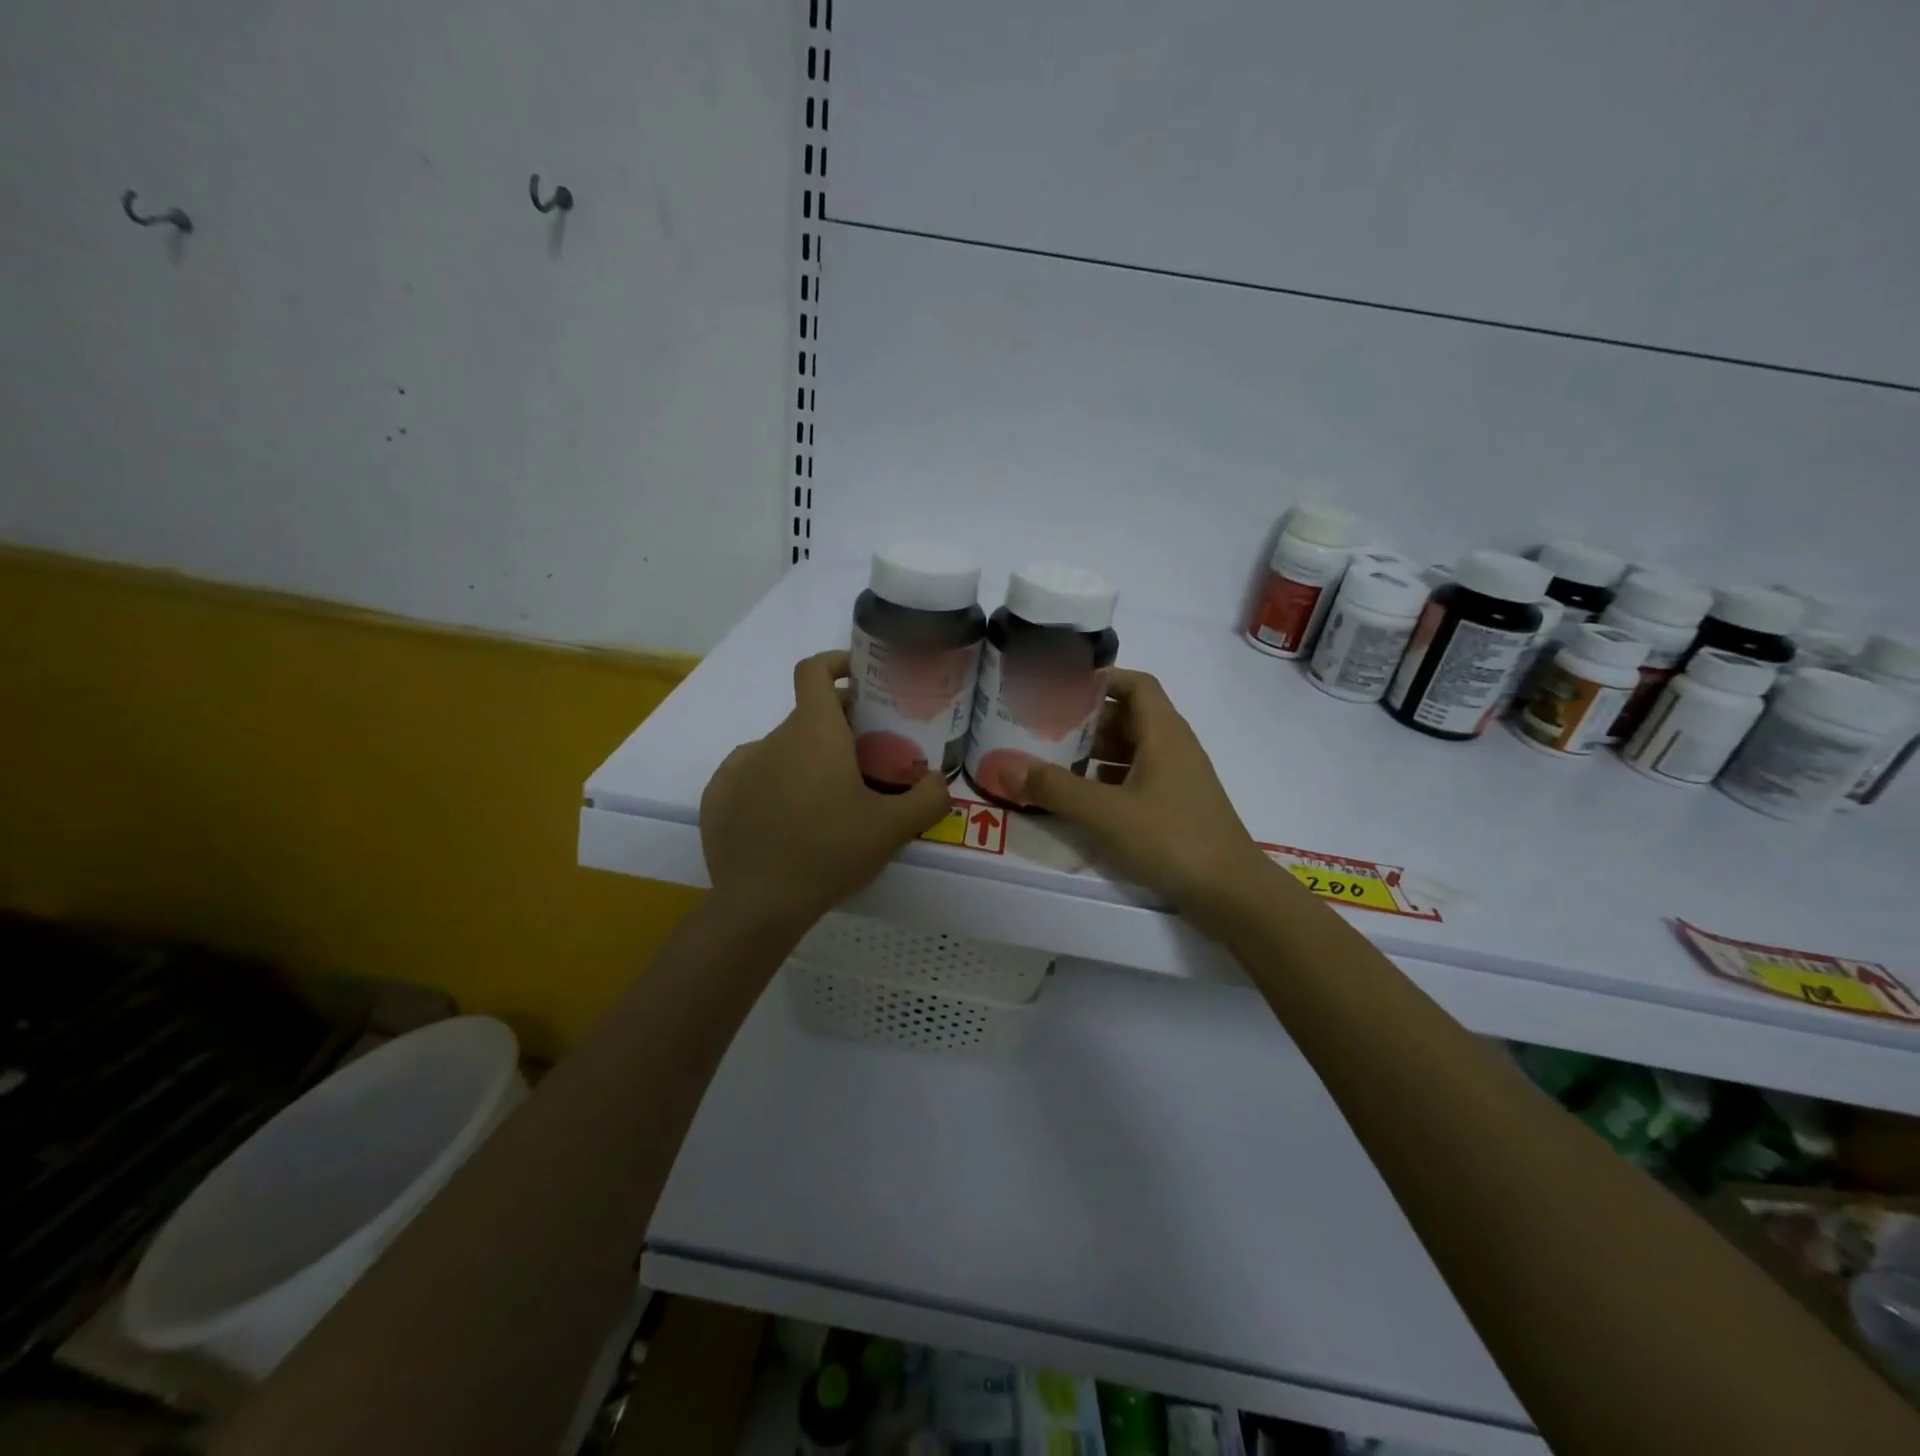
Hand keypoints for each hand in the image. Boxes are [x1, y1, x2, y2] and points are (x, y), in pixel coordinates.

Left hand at [700, 650, 953, 932]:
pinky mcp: (717, 797)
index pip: (815, 671)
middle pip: (807, 718)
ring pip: (781, 750)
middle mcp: (771, 739)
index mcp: (813, 733)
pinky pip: (752, 777)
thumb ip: (929, 798)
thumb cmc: (831, 853)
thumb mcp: (893, 829)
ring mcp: (738, 767)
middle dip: (836, 730)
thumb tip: (940, 781)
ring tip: (825, 803)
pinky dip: (772, 786)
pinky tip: (786, 823)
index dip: (836, 662)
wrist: (760, 904)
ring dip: (805, 762)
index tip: (858, 676)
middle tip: (863, 763)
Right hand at [1011, 670, 1278, 930]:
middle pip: (1129, 717)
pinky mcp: (1177, 807)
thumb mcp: (1105, 813)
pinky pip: (1137, 779)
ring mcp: (1178, 779)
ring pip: (1131, 751)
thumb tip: (1005, 766)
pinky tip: (1081, 798)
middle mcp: (1174, 748)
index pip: (1136, 685)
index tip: (1062, 686)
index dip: (1102, 679)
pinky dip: (1108, 781)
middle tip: (1043, 726)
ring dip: (1095, 753)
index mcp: (1164, 733)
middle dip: (1087, 720)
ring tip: (1053, 761)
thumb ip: (1054, 789)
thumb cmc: (1171, 839)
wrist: (1232, 893)